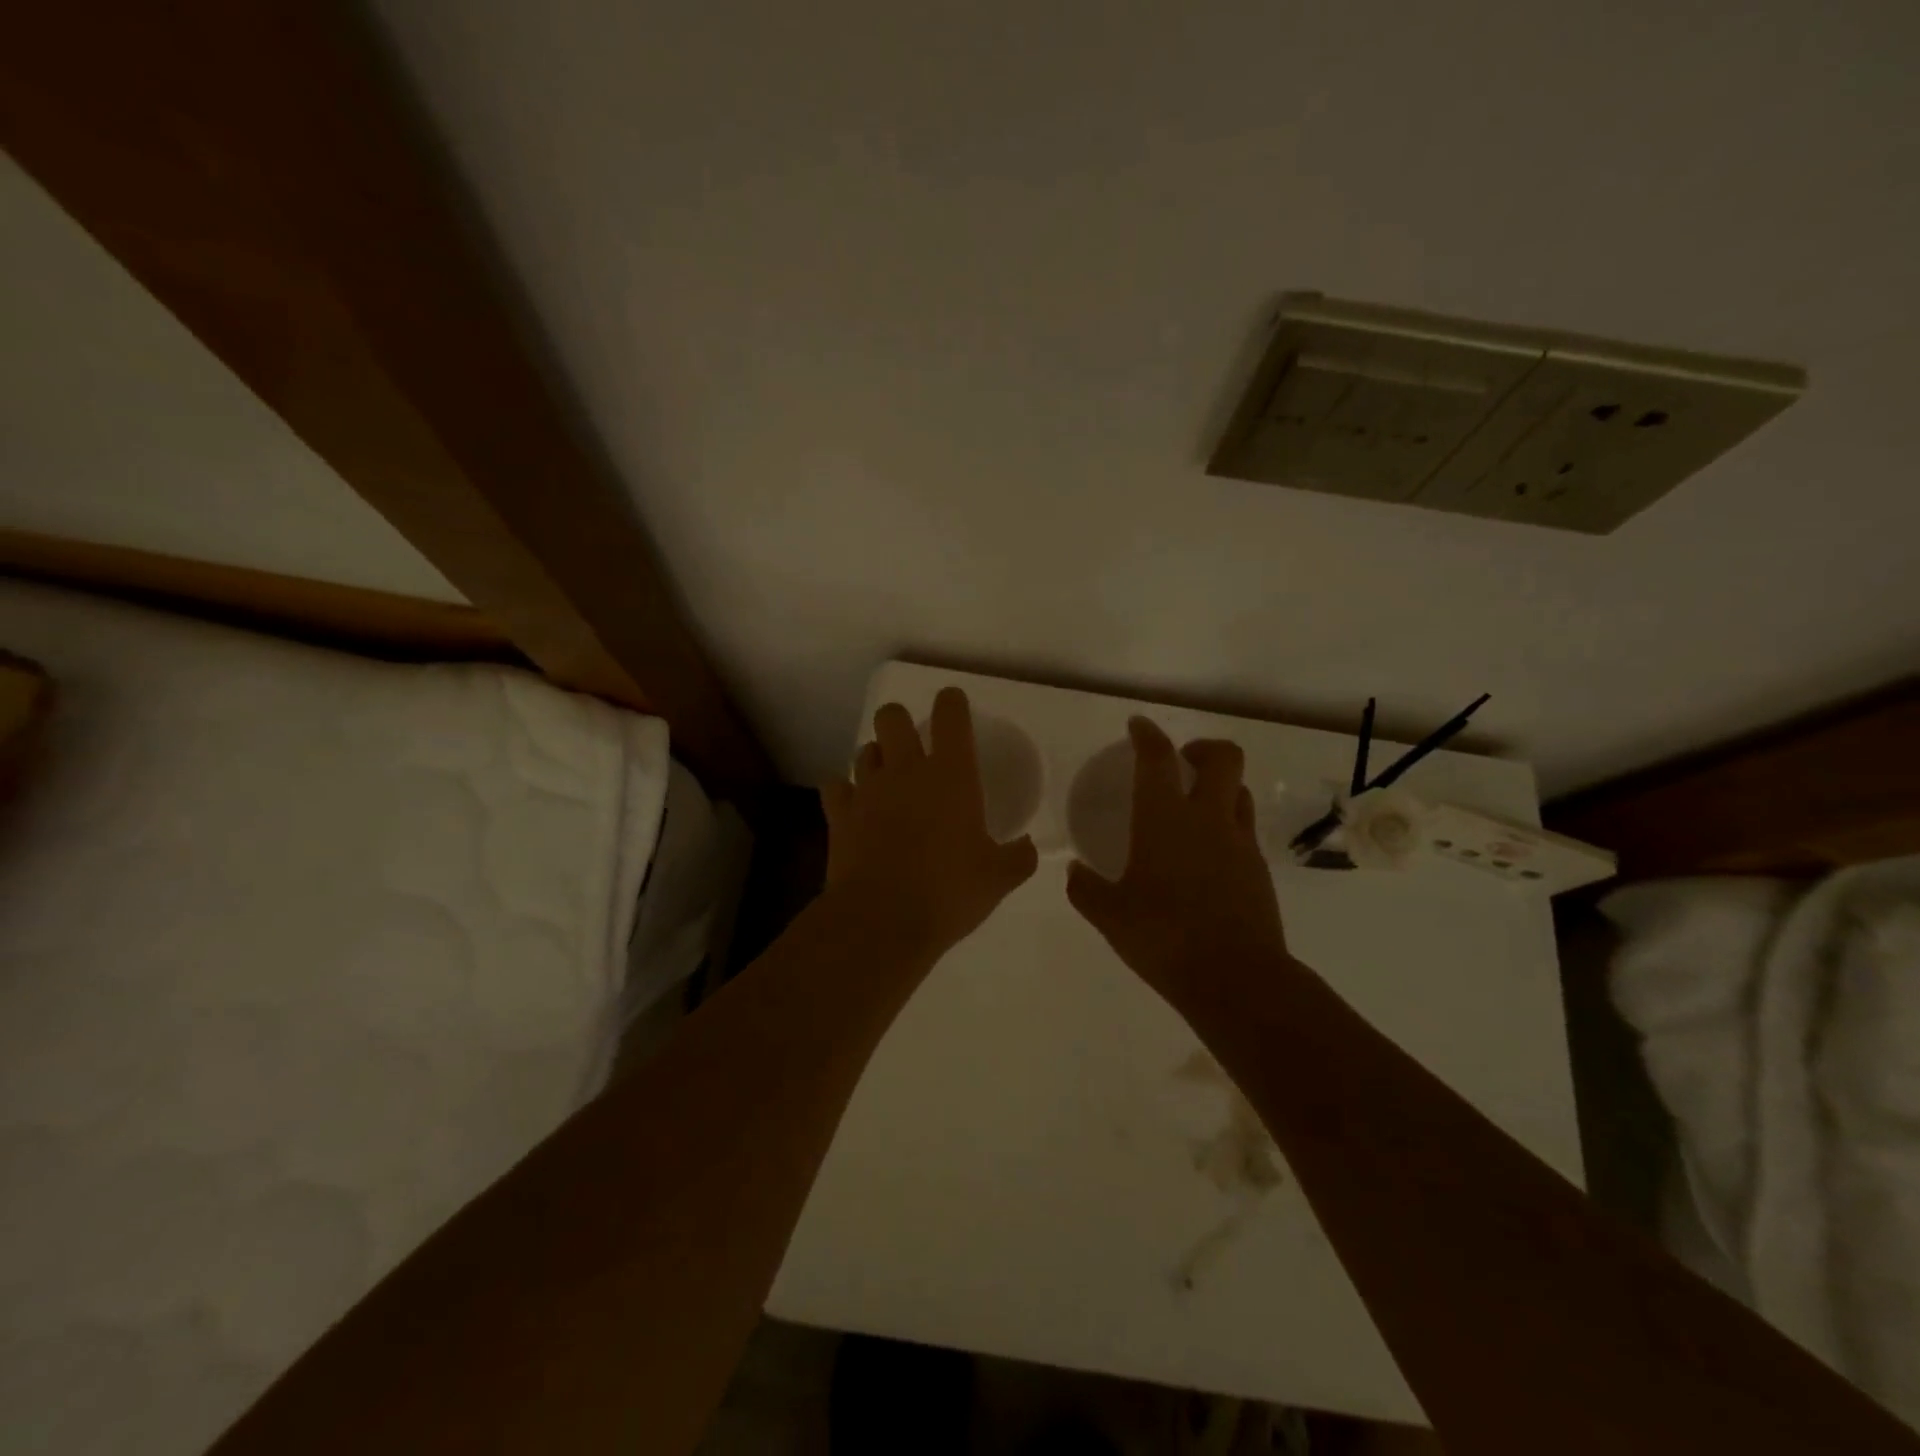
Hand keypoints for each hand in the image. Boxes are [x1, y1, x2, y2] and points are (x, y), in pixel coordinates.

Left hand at [821, 688, 1039, 958]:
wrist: (882, 920)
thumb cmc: (948, 892)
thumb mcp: (998, 879)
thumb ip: (1018, 857)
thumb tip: (1028, 848)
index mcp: (951, 775)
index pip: (950, 716)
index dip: (951, 702)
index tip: (953, 704)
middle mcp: (906, 770)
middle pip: (892, 717)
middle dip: (901, 721)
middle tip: (913, 745)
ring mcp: (867, 789)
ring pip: (865, 750)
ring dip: (877, 757)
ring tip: (887, 779)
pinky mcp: (839, 814)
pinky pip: (835, 785)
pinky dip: (844, 790)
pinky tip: (854, 805)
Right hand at [1066, 716, 1289, 1008]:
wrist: (1235, 978)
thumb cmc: (1163, 937)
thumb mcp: (1110, 916)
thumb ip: (1086, 889)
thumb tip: (1074, 871)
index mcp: (1164, 819)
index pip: (1158, 758)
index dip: (1148, 735)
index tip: (1138, 726)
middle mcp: (1207, 819)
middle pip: (1222, 757)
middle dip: (1202, 748)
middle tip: (1180, 762)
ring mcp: (1239, 842)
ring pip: (1239, 790)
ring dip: (1219, 785)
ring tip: (1196, 805)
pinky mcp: (1259, 868)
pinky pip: (1245, 828)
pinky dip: (1228, 823)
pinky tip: (1209, 853)